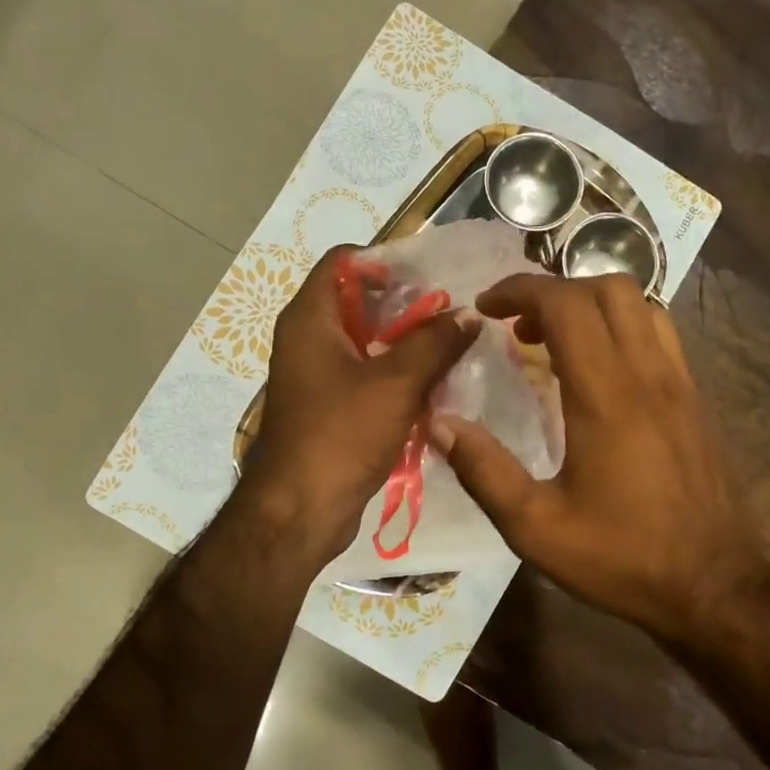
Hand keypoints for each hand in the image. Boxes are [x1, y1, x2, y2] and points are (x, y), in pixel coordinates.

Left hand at [240, 246, 477, 565]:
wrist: (300, 510)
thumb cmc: (341, 434)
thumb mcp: (396, 383)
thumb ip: (435, 343)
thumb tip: (469, 314)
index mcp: (310, 319)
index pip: (342, 262)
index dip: (383, 259)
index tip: (428, 274)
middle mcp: (308, 341)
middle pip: (359, 303)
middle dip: (406, 306)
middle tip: (452, 313)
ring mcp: (317, 377)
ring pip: (367, 344)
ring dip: (406, 344)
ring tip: (453, 347)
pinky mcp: (330, 409)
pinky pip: (367, 378)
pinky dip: (397, 377)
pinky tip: (435, 387)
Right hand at [432, 273, 766, 643]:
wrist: (711, 586)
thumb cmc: (621, 558)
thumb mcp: (536, 528)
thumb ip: (485, 471)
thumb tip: (441, 424)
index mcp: (606, 397)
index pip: (566, 305)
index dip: (520, 290)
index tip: (485, 308)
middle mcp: (648, 375)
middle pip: (608, 288)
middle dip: (554, 289)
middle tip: (517, 325)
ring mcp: (680, 384)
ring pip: (641, 305)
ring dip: (592, 303)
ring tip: (555, 339)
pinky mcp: (696, 401)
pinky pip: (660, 334)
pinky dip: (623, 326)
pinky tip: (600, 367)